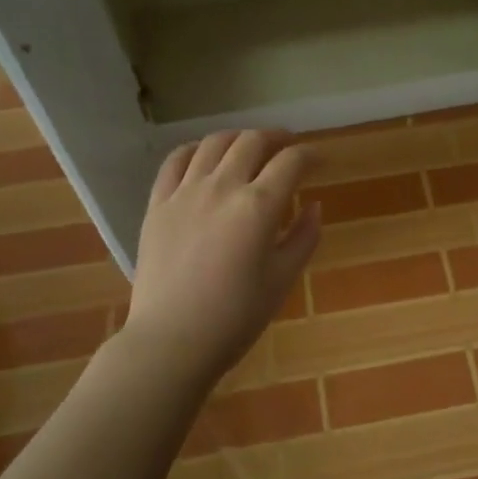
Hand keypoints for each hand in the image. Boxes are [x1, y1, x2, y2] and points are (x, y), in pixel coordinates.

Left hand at [122, 130, 320, 382]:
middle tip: (288, 148)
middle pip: (252, 142)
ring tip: (250, 148)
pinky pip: (176, 161)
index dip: (310, 156)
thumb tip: (313, 205)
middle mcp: (222, 187)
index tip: (319, 161)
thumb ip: (304, 237)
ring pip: (214, 143)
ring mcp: (185, 192)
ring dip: (239, 139)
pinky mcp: (158, 204)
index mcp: (258, 206)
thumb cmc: (236, 316)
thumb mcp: (283, 279)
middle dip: (277, 139)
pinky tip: (205, 157)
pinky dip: (196, 150)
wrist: (172, 340)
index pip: (291, 162)